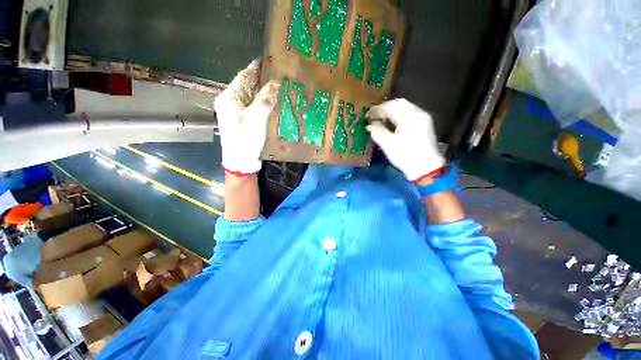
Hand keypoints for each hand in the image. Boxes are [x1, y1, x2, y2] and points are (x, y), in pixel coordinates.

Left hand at [214, 59, 280, 175]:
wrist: (240, 162)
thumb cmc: (246, 140)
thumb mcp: (256, 119)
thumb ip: (265, 100)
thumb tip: (275, 82)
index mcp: (229, 98)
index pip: (243, 76)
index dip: (256, 67)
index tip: (269, 60)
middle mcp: (229, 102)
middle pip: (246, 85)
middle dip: (261, 79)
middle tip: (277, 73)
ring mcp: (235, 111)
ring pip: (250, 95)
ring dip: (262, 90)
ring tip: (277, 86)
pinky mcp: (241, 120)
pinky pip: (252, 105)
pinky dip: (261, 101)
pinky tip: (271, 101)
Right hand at [367, 99, 444, 180]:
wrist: (426, 168)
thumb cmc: (405, 155)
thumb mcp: (388, 144)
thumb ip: (377, 131)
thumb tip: (369, 125)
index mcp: (408, 117)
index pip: (390, 107)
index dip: (377, 110)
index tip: (367, 115)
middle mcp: (418, 113)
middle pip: (399, 103)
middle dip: (385, 108)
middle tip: (374, 115)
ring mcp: (423, 118)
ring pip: (406, 107)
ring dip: (392, 110)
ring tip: (382, 118)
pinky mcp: (425, 124)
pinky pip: (411, 113)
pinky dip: (400, 114)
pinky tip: (393, 122)